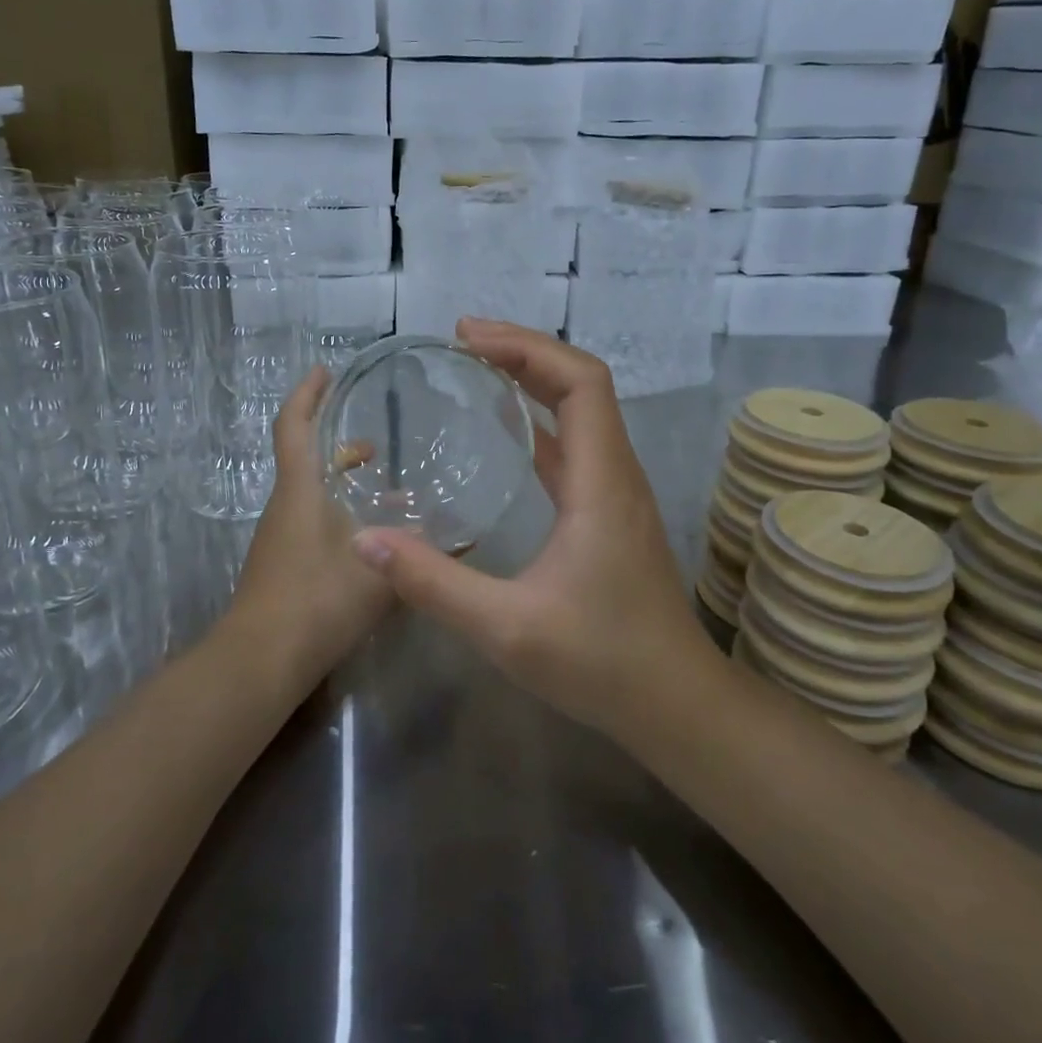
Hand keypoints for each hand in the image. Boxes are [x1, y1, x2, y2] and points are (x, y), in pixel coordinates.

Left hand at [222, 365, 395, 691]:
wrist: (262, 660)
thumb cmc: (317, 600)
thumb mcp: (379, 573)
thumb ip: (421, 551)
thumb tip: (466, 534)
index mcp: (300, 490)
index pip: (294, 425)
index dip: (307, 393)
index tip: (326, 370)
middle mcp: (285, 505)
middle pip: (305, 457)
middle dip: (337, 441)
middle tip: (378, 441)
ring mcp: (280, 536)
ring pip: (311, 492)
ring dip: (342, 480)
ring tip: (385, 486)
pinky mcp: (283, 563)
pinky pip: (312, 520)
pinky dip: (339, 512)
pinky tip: (373, 535)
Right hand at [349, 318, 716, 738]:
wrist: (674, 703)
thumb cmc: (600, 662)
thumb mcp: (507, 628)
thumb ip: (434, 584)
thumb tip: (366, 541)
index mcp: (601, 481)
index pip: (580, 382)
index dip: (527, 348)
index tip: (468, 339)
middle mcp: (616, 473)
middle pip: (581, 384)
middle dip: (524, 351)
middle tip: (462, 341)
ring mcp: (616, 492)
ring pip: (582, 411)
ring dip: (534, 379)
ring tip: (478, 368)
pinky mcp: (609, 513)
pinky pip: (576, 444)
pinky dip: (540, 419)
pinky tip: (506, 430)